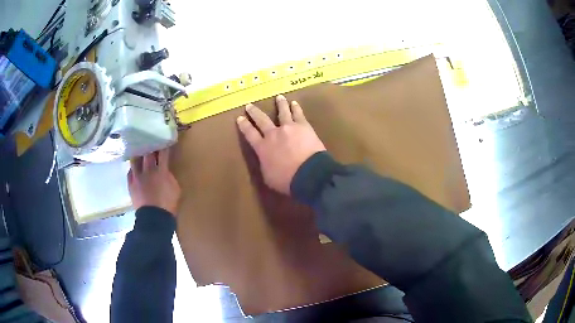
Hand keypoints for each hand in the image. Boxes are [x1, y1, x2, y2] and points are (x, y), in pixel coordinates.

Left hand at [128, 148, 180, 214]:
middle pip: (147, 153)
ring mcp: (137, 177)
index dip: (164, 146)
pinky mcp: (130, 184)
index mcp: (161, 171)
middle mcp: (148, 170)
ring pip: (135, 160)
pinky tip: (135, 170)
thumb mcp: (176, 189)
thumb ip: (170, 176)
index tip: (165, 142)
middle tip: (151, 145)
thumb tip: (165, 171)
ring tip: (140, 154)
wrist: (154, 219)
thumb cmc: (168, 205)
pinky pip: (130, 172)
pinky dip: (133, 169)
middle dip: (150, 147)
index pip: (163, 153)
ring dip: (138, 156)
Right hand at [236, 95, 325, 194]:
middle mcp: (273, 134)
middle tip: (249, 105)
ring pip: (282, 112)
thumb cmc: (287, 180)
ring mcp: (288, 127)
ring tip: (278, 97)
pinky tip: (294, 103)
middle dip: (254, 112)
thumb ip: (265, 165)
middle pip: (261, 120)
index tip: (239, 118)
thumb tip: (265, 160)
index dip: (244, 126)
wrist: (309, 174)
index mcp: (262, 148)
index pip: (249, 134)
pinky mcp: (303, 126)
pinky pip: (298, 114)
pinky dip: (295, 108)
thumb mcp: (268, 177)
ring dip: (279, 104)